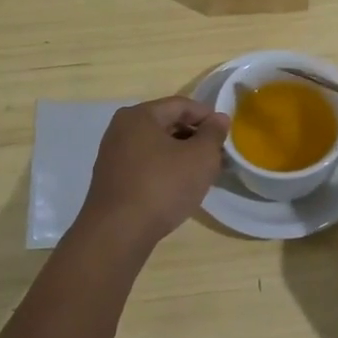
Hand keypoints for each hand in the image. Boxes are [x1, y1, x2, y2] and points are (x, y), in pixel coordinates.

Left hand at [78, 96, 229, 250]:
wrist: (117, 233)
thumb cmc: (162, 186)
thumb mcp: (200, 158)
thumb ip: (213, 134)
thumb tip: (218, 118)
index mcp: (140, 115)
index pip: (181, 105)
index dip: (207, 116)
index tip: (226, 134)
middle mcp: (121, 129)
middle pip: (166, 123)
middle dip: (194, 137)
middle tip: (216, 156)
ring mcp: (113, 155)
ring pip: (156, 146)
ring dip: (180, 155)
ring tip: (201, 174)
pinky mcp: (111, 179)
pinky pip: (145, 164)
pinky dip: (164, 169)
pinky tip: (177, 188)